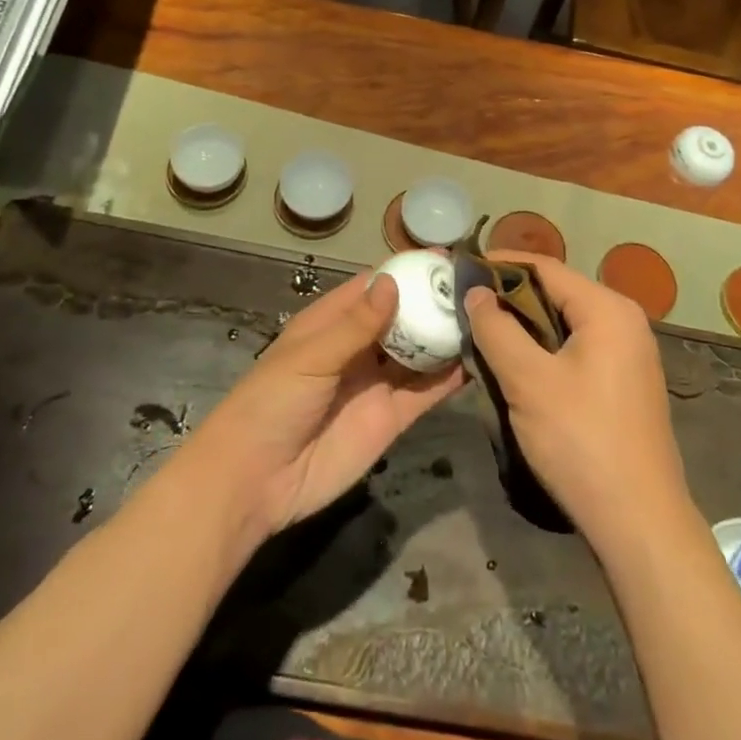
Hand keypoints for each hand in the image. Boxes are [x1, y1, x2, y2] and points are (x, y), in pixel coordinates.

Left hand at [187, 270, 465, 542]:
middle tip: (476, 285)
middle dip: (434, 301)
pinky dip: (450, 377)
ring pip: (419, 352)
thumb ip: (355, 324)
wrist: (255, 482)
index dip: (406, 272)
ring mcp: (377, 383)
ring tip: (485, 316)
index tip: (443, 257)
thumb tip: (393, 283)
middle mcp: (359, 347)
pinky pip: (425, 392)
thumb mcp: (310, 357)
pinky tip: (479, 360)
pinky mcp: (392, 418)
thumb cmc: (271, 403)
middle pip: (403, 317)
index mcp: (332, 322)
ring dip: (446, 336)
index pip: (374, 287)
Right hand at [464, 255, 691, 555]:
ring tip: (483, 331)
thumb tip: (476, 292)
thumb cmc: (581, 441)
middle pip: (557, 292)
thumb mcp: (528, 381)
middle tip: (466, 303)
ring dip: (525, 324)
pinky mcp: (624, 382)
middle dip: (510, 296)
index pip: (546, 268)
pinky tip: (516, 363)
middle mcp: (624, 321)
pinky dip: (544, 347)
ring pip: (565, 322)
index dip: (501, 263)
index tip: (462, 266)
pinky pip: (577, 347)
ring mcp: (629, 353)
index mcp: (608, 310)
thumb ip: (497, 329)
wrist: (639, 522)